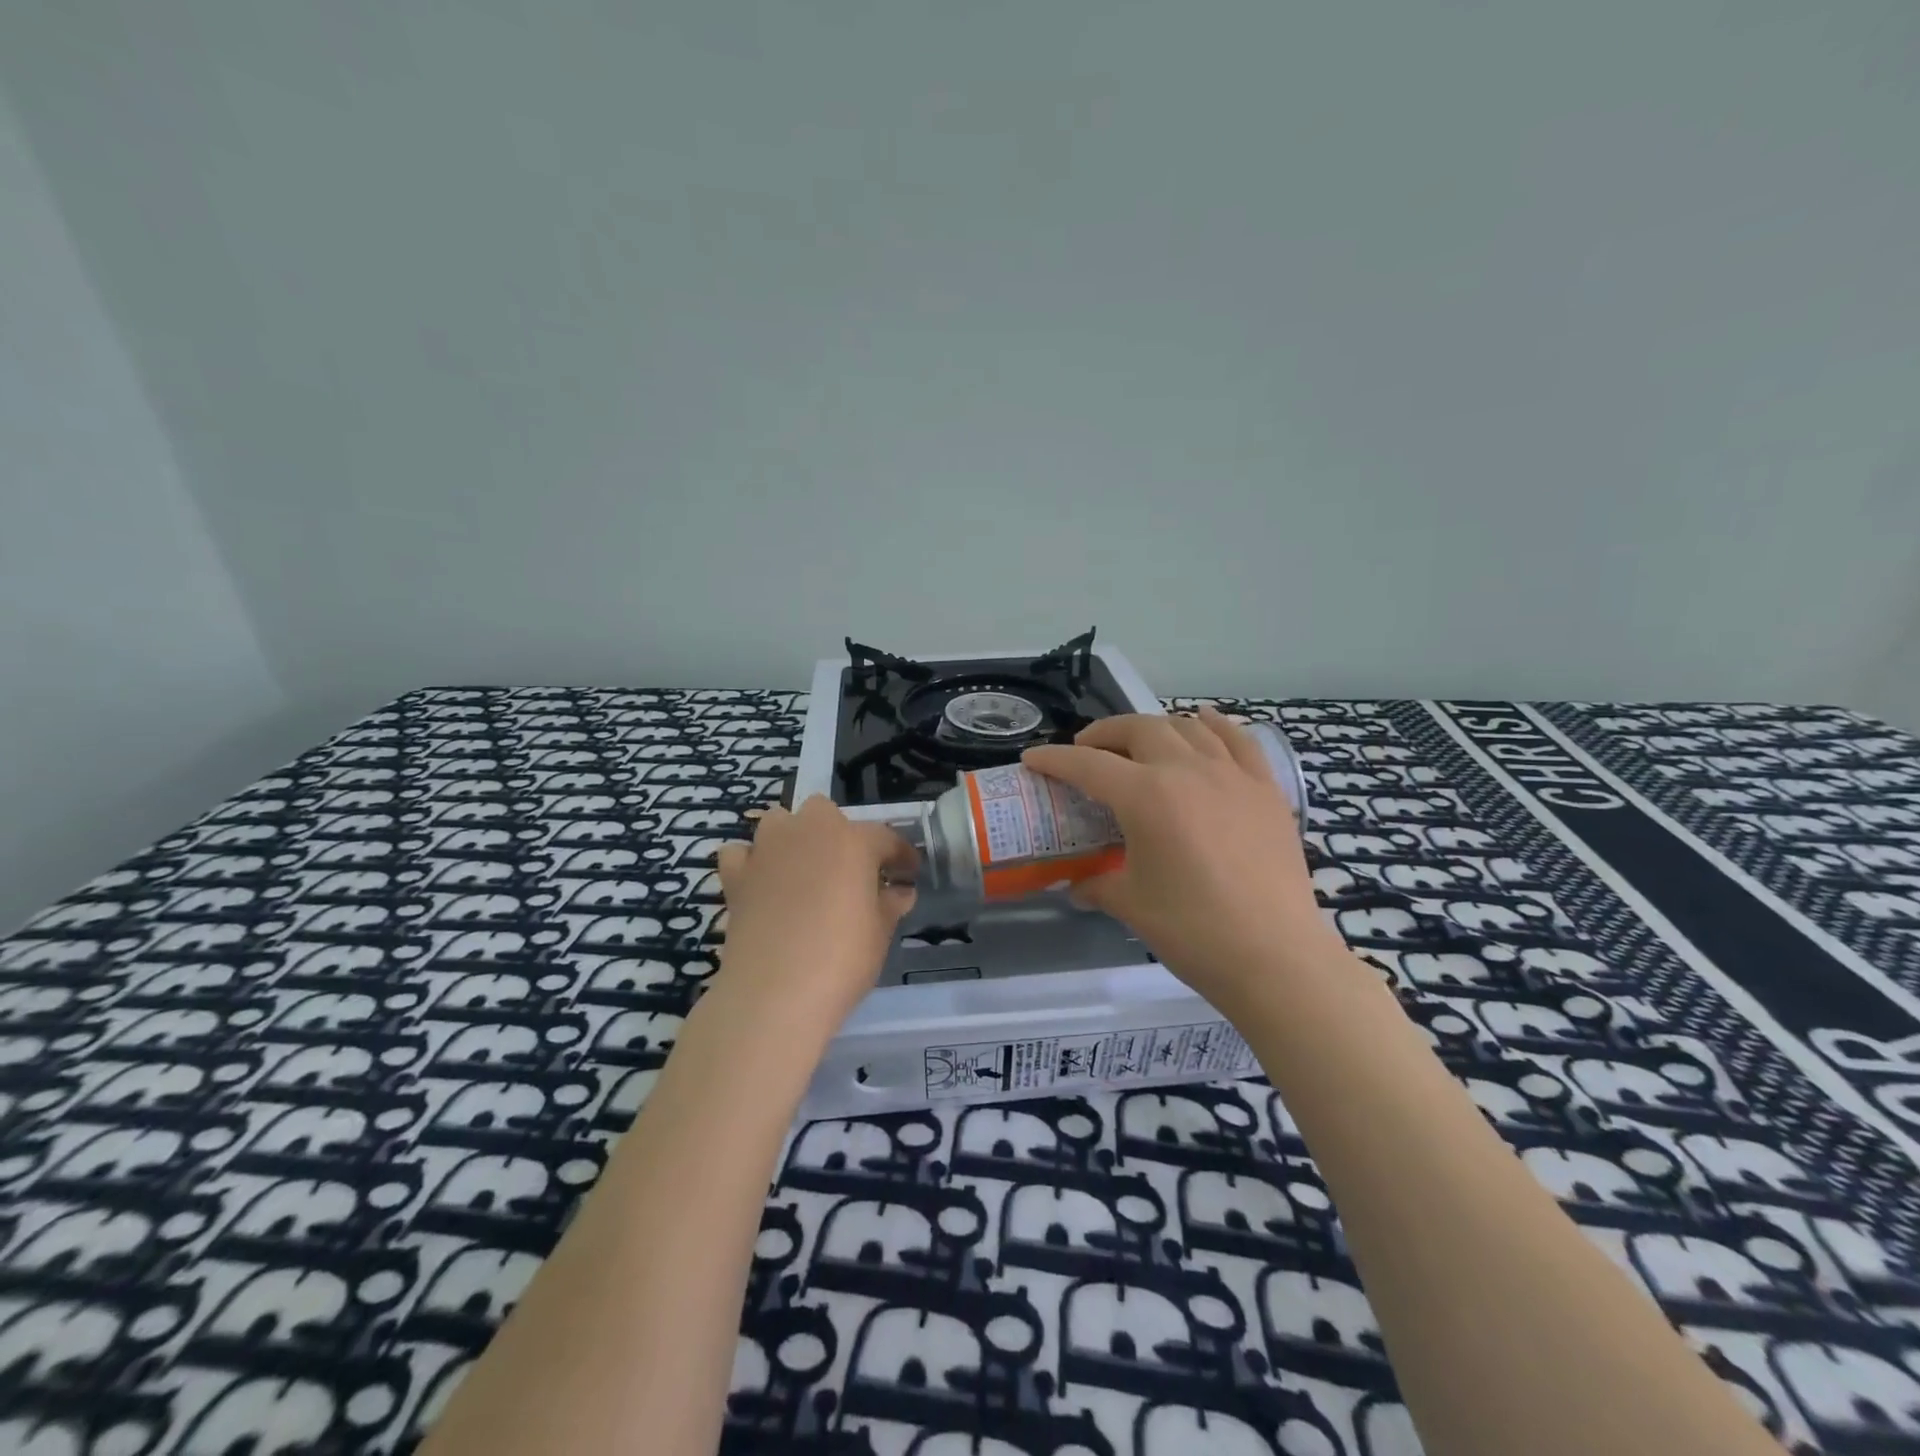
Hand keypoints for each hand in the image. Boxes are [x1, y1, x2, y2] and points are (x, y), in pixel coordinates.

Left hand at [710, 795, 918, 1041]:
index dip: (901, 856)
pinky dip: (751, 862)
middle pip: (825, 813)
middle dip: (839, 834)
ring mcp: (767, 849)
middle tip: (851, 871)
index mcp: (853, 841)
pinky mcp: (736, 875)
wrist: (774, 992)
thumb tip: (900, 892)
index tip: (908, 874)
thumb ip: (891, 904)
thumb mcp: (880, 932)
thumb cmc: (842, 959)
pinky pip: (742, 854)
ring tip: (804, 869)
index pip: (885, 838)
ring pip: (780, 821)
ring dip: (793, 837)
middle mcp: (809, 831)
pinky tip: (761, 882)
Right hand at [1022, 706, 1344, 1015]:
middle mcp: (1188, 770)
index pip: (1088, 765)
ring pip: (1187, 727)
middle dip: (1104, 733)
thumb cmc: (1194, 932)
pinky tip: (1204, 723)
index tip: (1033, 759)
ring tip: (1139, 744)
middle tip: (1087, 751)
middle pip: (1139, 729)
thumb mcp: (1131, 906)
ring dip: (1154, 727)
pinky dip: (1215, 726)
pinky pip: (1238, 740)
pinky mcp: (1266, 790)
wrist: (1277, 958)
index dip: (1054, 759)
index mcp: (1147, 796)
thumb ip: (1097, 885)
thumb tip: (1078, 886)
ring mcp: (1232, 775)